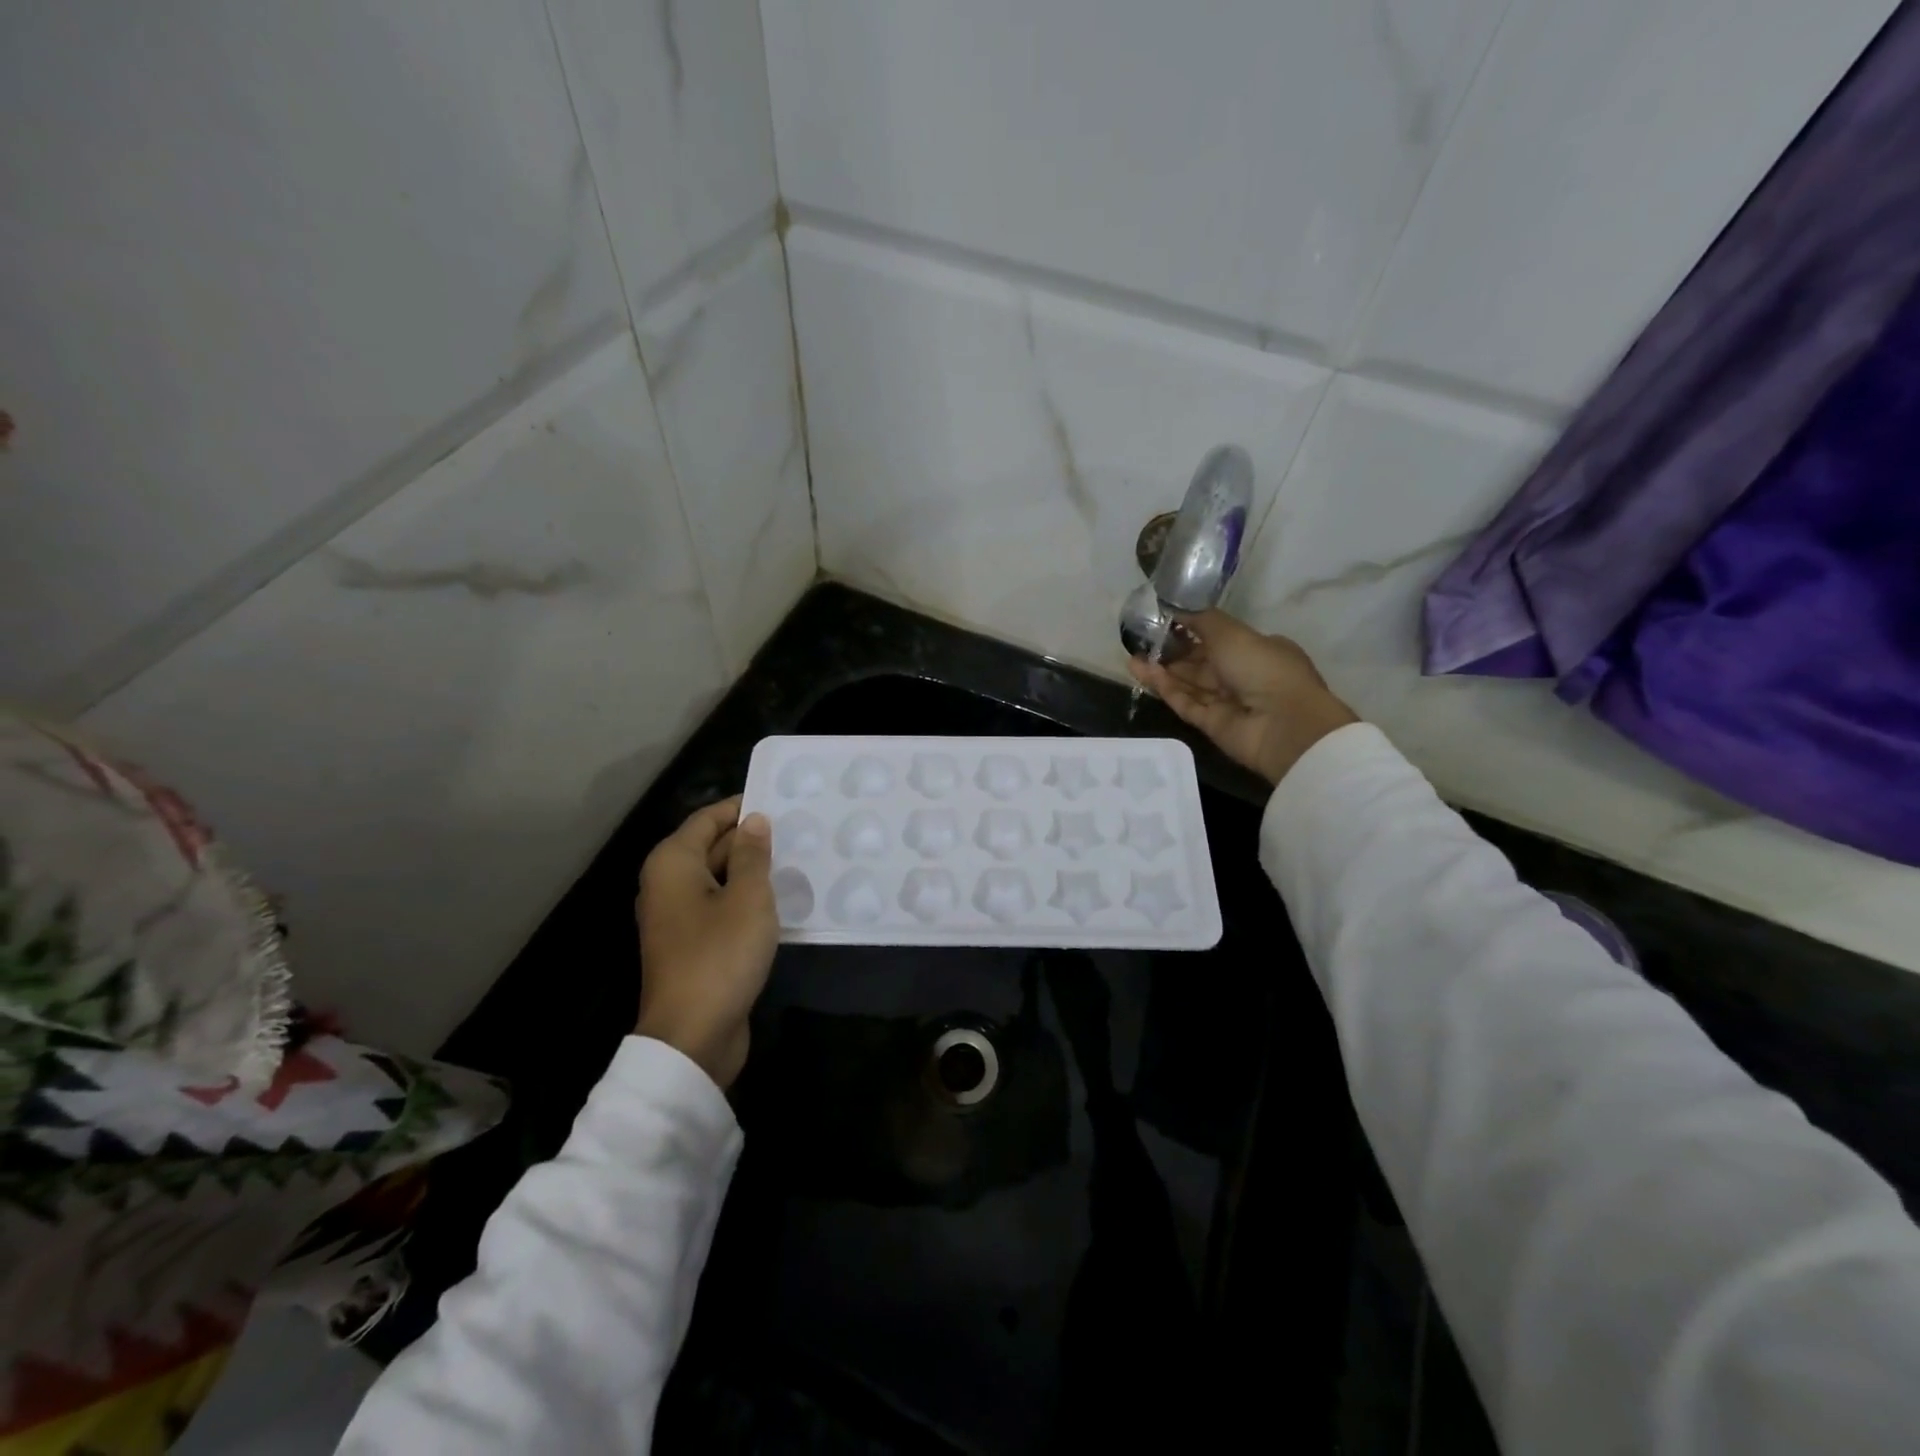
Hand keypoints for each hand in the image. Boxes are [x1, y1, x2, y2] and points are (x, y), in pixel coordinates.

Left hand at [635, 796, 778, 1088]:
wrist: (692, 1036)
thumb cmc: (719, 956)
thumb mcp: (747, 898)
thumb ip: (751, 854)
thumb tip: (754, 821)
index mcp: (673, 864)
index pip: (708, 819)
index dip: (742, 807)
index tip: (780, 799)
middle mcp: (668, 885)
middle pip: (711, 847)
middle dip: (750, 838)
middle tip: (798, 828)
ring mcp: (678, 918)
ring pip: (719, 879)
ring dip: (752, 870)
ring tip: (797, 857)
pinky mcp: (693, 945)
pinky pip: (721, 907)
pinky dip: (746, 899)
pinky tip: (781, 898)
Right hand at [1128, 610, 1358, 784]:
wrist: (1282, 724)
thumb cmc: (1262, 667)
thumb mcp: (1231, 632)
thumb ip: (1200, 619)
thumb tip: (1175, 606)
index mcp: (1256, 649)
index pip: (1217, 638)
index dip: (1189, 630)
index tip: (1162, 623)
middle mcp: (1242, 675)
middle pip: (1200, 662)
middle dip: (1171, 652)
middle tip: (1139, 642)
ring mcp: (1228, 702)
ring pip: (1189, 683)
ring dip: (1162, 671)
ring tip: (1132, 658)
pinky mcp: (1212, 724)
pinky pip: (1187, 703)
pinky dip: (1167, 689)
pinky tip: (1144, 674)